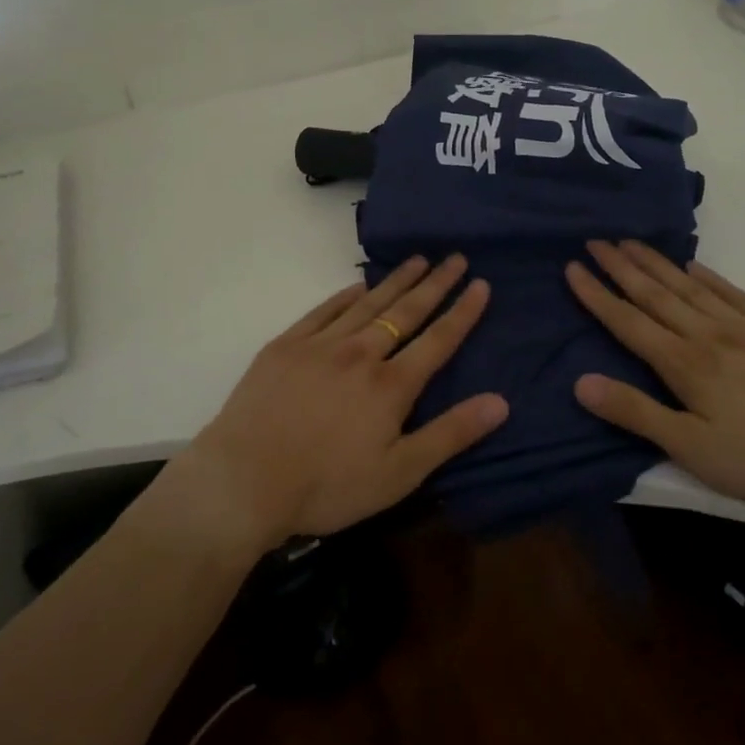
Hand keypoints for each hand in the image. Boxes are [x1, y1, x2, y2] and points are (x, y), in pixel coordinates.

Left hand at [177, 254, 508, 548]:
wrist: (243, 481)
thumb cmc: (327, 486)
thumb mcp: (399, 473)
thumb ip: (450, 434)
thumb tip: (501, 401)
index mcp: (391, 385)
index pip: (438, 340)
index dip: (462, 312)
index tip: (480, 284)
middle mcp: (361, 353)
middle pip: (406, 312)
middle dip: (435, 284)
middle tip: (455, 257)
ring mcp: (320, 345)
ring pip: (368, 303)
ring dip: (396, 280)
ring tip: (419, 260)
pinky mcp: (286, 346)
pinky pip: (324, 310)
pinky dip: (346, 294)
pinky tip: (359, 284)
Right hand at [565, 241, 744, 520]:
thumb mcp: (693, 449)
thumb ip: (636, 413)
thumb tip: (580, 382)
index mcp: (685, 364)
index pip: (629, 322)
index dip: (597, 295)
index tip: (573, 267)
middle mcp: (709, 334)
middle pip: (656, 294)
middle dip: (621, 267)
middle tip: (595, 241)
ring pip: (690, 287)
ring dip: (657, 263)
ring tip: (631, 242)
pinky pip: (733, 293)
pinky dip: (708, 276)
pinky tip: (694, 266)